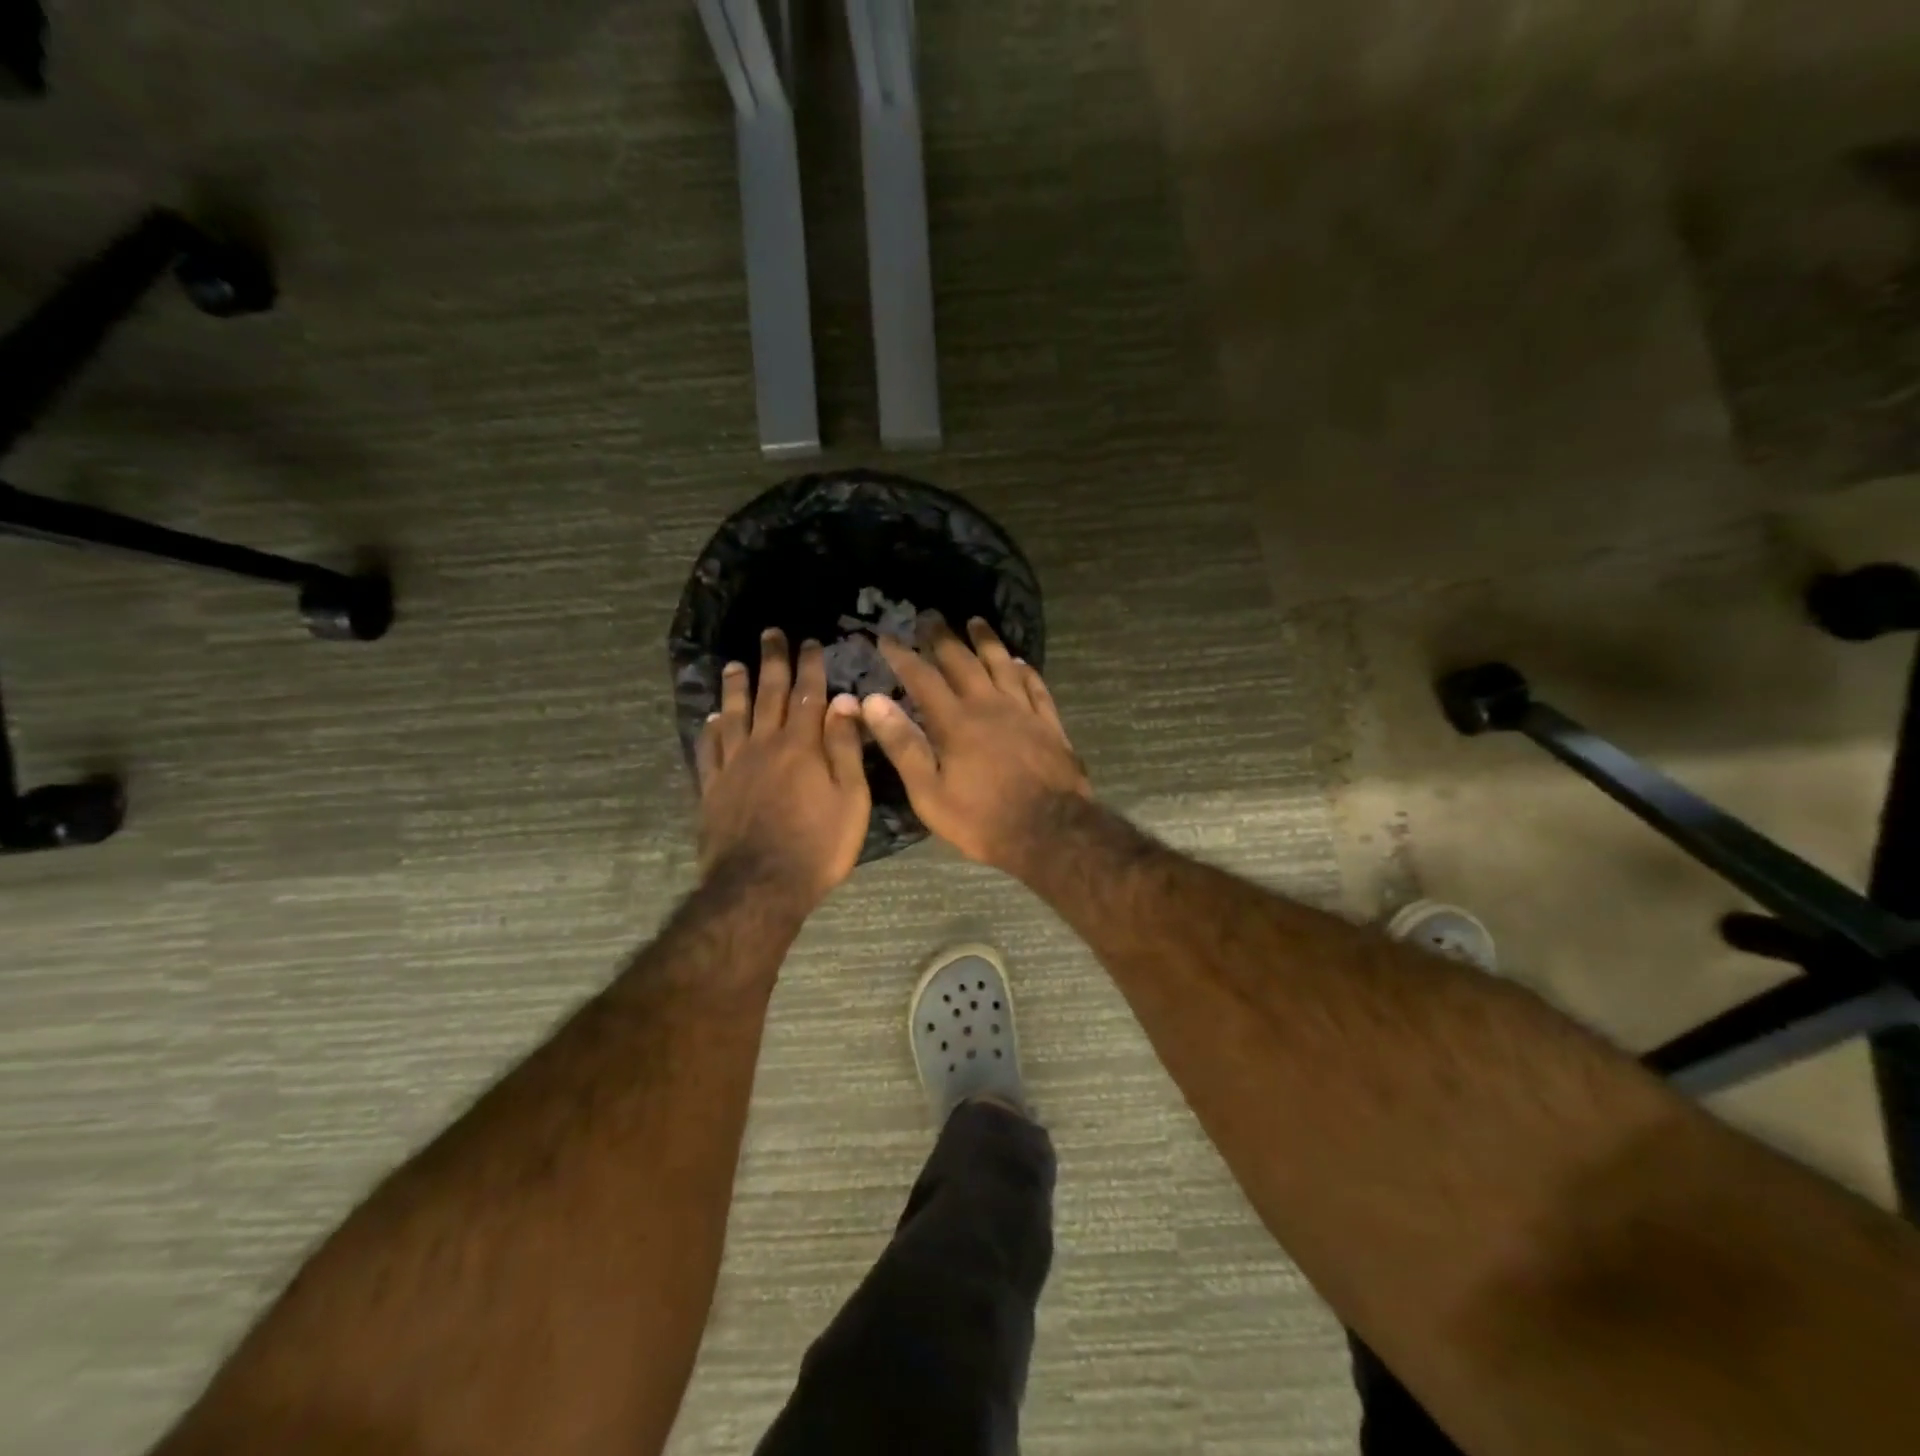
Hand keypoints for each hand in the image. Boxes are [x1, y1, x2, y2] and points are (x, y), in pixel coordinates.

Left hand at [697, 630, 870, 907]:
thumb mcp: (850, 799)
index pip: (807, 695)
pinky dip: (710, 730)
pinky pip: (708, 750)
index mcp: (802, 746)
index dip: (809, 666)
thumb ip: (845, 748)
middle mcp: (764, 746)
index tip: (810, 642)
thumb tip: (843, 701)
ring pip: (734, 716)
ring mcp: (734, 766)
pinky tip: (711, 719)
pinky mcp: (712, 788)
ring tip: (735, 664)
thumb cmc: (818, 846)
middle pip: (768, 695)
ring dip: (736, 688)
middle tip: (770, 633)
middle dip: (772, 662)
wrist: (760, 886)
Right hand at [859, 618, 1089, 873]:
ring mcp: (1023, 711)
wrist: (1050, 832)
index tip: (886, 637)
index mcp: (955, 722)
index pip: (922, 678)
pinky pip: (1036, 686)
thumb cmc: (982, 819)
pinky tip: (1020, 662)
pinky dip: (1025, 670)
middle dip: (942, 637)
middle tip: (929, 616)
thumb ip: (903, 744)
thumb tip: (874, 701)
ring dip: (986, 641)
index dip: (902, 655)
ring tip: (975, 621)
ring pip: (1002, 664)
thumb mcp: (929, 792)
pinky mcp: (1049, 724)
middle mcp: (988, 705)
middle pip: (962, 661)